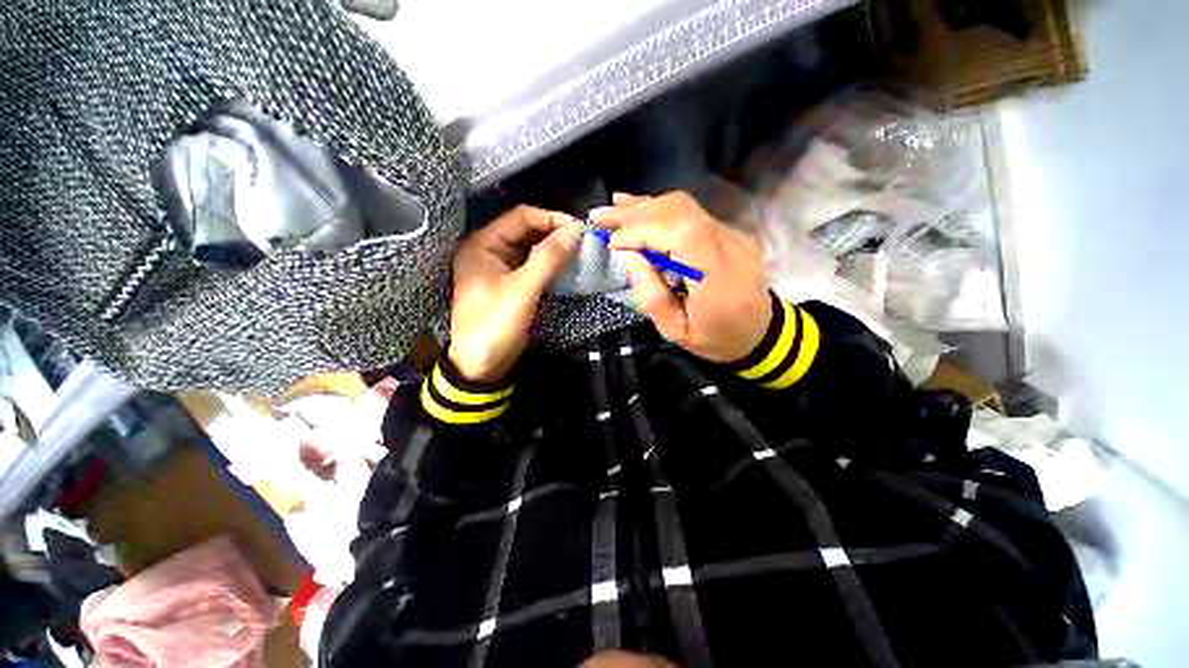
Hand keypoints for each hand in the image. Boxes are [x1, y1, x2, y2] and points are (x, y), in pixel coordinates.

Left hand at [449, 205, 582, 382]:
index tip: (579, 229)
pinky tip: (566, 266)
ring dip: (554, 248)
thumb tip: (575, 230)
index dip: (551, 219)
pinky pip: (532, 266)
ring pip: (531, 248)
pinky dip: (549, 264)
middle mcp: (489, 250)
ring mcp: (500, 268)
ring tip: (579, 251)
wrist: (481, 366)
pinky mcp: (510, 285)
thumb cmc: (495, 325)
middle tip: (582, 240)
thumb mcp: (522, 290)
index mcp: (483, 244)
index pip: (521, 217)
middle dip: (554, 233)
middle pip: (526, 230)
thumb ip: (548, 258)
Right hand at [591, 191, 771, 362]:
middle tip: (600, 218)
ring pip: (684, 206)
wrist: (762, 333)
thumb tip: (629, 256)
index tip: (614, 243)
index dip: (642, 230)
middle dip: (635, 213)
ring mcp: (732, 234)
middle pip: (679, 210)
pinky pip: (691, 212)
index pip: (679, 232)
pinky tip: (637, 206)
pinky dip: (659, 209)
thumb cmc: (716, 339)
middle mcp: (728, 245)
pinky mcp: (729, 232)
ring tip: (611, 209)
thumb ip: (651, 294)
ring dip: (644, 206)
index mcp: (716, 275)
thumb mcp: (676, 331)